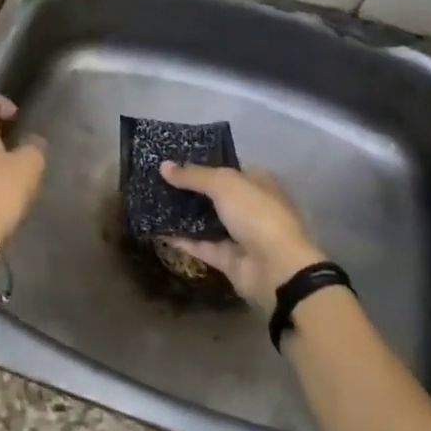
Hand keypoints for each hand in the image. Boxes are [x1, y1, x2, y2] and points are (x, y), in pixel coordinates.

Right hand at [160, 163, 326, 315]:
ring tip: (153, 201)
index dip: (203, 164)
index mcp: (257, 183)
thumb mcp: (223, 184)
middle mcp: (250, 207)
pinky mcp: (228, 259)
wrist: (276, 269)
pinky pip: (201, 245)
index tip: (174, 161)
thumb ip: (193, 175)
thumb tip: (163, 165)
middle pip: (214, 195)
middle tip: (158, 180)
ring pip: (207, 220)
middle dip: (189, 189)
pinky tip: (159, 229)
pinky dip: (183, 239)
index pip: (227, 169)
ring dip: (184, 214)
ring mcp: (240, 234)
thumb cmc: (256, 214)